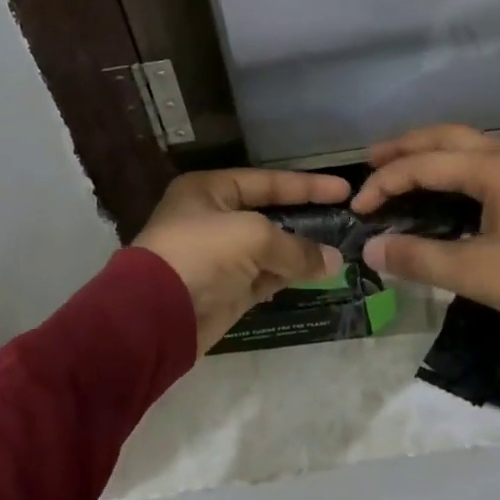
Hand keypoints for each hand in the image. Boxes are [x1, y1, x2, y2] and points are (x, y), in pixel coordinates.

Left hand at [133, 168, 349, 355]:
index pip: (268, 182)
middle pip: (270, 214)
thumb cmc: (201, 255)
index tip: (344, 190)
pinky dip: (288, 276)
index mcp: (210, 190)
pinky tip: (316, 276)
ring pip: (270, 249)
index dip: (306, 185)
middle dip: (306, 219)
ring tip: (339, 252)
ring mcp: (220, 256)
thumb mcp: (252, 237)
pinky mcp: (226, 290)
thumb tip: (333, 261)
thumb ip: (296, 247)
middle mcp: (214, 218)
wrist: (155, 317)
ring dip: (300, 252)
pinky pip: (265, 277)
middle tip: (345, 221)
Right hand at [351, 125, 499, 365]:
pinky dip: (455, 163)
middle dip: (406, 146)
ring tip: (402, 166)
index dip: (386, 182)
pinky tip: (448, 184)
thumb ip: (419, 258)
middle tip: (371, 161)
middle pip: (447, 136)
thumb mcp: (476, 274)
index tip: (358, 207)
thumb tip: (371, 249)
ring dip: (432, 151)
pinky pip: (485, 159)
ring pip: (469, 144)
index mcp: (495, 169)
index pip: (426, 164)